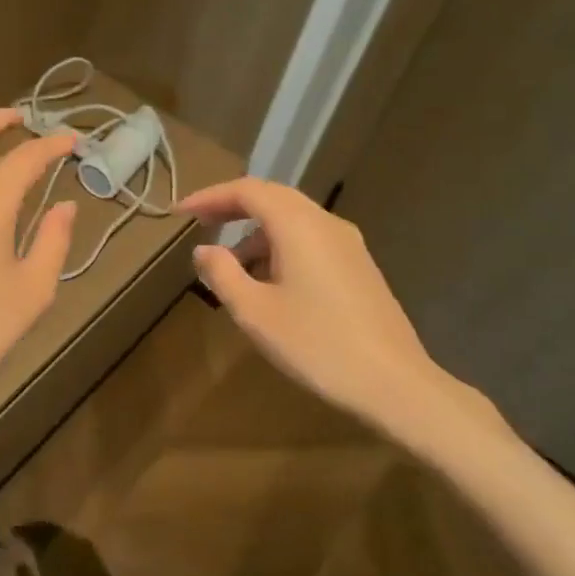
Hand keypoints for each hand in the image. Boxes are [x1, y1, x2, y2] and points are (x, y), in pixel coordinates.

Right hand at [180, 178, 481, 441]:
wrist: (394, 383)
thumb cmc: (316, 344)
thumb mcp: (254, 312)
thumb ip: (222, 274)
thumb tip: (204, 250)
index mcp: (298, 226)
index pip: (248, 191)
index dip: (210, 196)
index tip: (180, 212)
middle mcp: (326, 223)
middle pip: (273, 198)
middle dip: (233, 207)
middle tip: (200, 223)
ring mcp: (348, 245)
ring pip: (293, 221)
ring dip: (257, 233)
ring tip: (230, 267)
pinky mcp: (359, 267)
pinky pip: (310, 240)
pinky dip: (280, 247)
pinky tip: (269, 284)